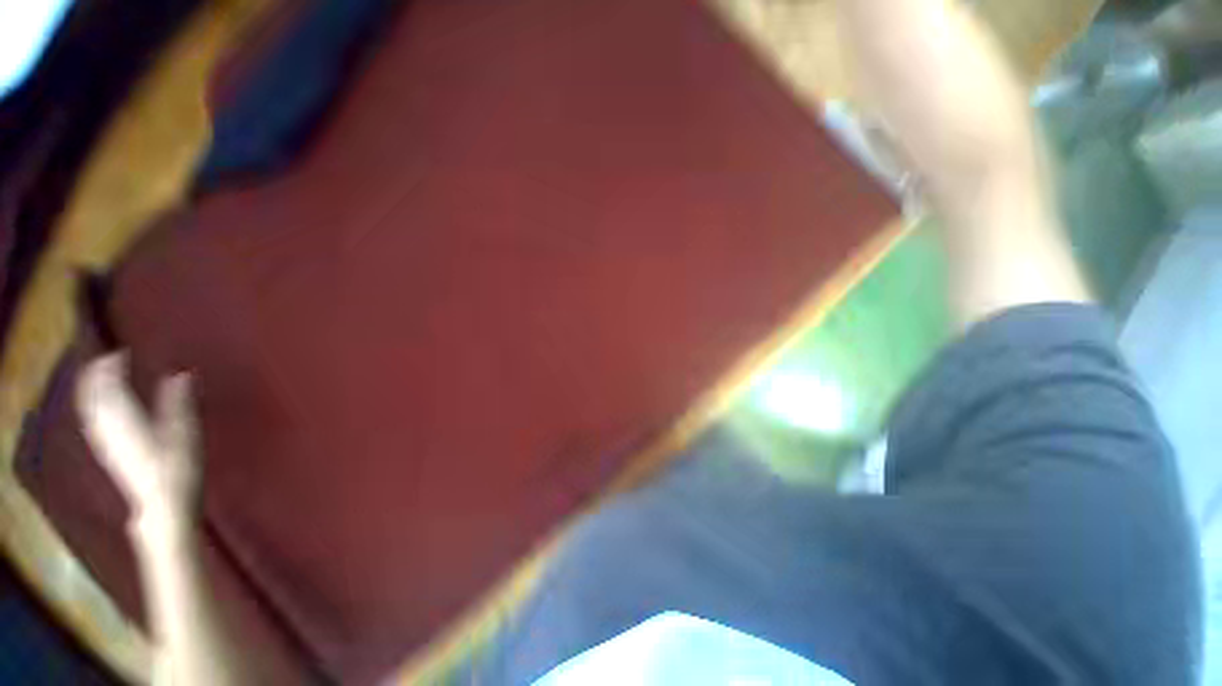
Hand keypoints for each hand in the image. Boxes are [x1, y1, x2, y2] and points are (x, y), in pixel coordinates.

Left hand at [76, 354, 201, 539]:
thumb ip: (179, 402)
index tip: (120, 351)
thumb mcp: (185, 433)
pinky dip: (93, 407)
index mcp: (125, 419)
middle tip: (107, 359)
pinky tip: (100, 408)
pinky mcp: (108, 453)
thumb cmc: (178, 468)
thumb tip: (181, 374)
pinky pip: (92, 422)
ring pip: (89, 409)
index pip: (108, 385)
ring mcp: (105, 442)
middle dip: (95, 375)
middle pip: (93, 396)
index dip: (110, 366)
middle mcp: (108, 427)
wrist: (162, 506)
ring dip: (91, 390)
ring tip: (100, 378)